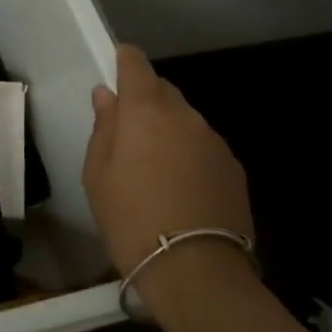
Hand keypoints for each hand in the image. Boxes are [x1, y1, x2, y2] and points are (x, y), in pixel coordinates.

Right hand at [83, 44, 252, 276]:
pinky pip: (204, 147)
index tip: (116, 68)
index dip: (124, 61)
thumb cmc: (130, 218)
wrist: (195, 270)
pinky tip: (181, 188)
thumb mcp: (98, 174)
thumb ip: (103, 128)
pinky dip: (190, 155)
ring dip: (169, 130)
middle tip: (128, 134)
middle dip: (145, 102)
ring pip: (185, 120)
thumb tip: (106, 96)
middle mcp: (184, 115)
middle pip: (163, 91)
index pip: (136, 64)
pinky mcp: (234, 168)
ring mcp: (214, 141)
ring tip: (155, 169)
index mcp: (145, 110)